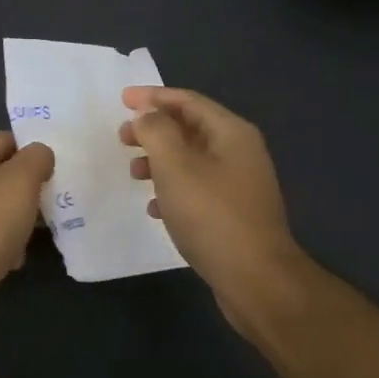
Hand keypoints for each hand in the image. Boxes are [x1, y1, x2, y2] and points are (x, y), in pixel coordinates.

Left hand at [0, 131, 54, 335]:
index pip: (4, 140)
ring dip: (24, 215)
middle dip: (32, 184)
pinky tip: (23, 254)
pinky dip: (11, 242)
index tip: (61, 159)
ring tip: (50, 222)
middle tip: (61, 191)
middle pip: (3, 175)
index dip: (32, 147)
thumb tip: (41, 155)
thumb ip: (36, 158)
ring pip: (2, 207)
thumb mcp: (20, 180)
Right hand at [121, 87, 302, 333]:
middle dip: (154, 129)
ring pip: (191, 159)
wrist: (256, 280)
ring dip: (159, 160)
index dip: (153, 97)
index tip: (122, 100)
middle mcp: (240, 152)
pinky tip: (154, 207)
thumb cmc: (212, 215)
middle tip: (122, 137)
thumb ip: (156, 131)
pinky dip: (172, 188)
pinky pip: (197, 188)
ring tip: (134, 173)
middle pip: (190, 128)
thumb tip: (147, 114)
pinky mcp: (234, 214)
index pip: (188, 100)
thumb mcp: (175, 165)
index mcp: (231, 133)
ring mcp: (239, 184)